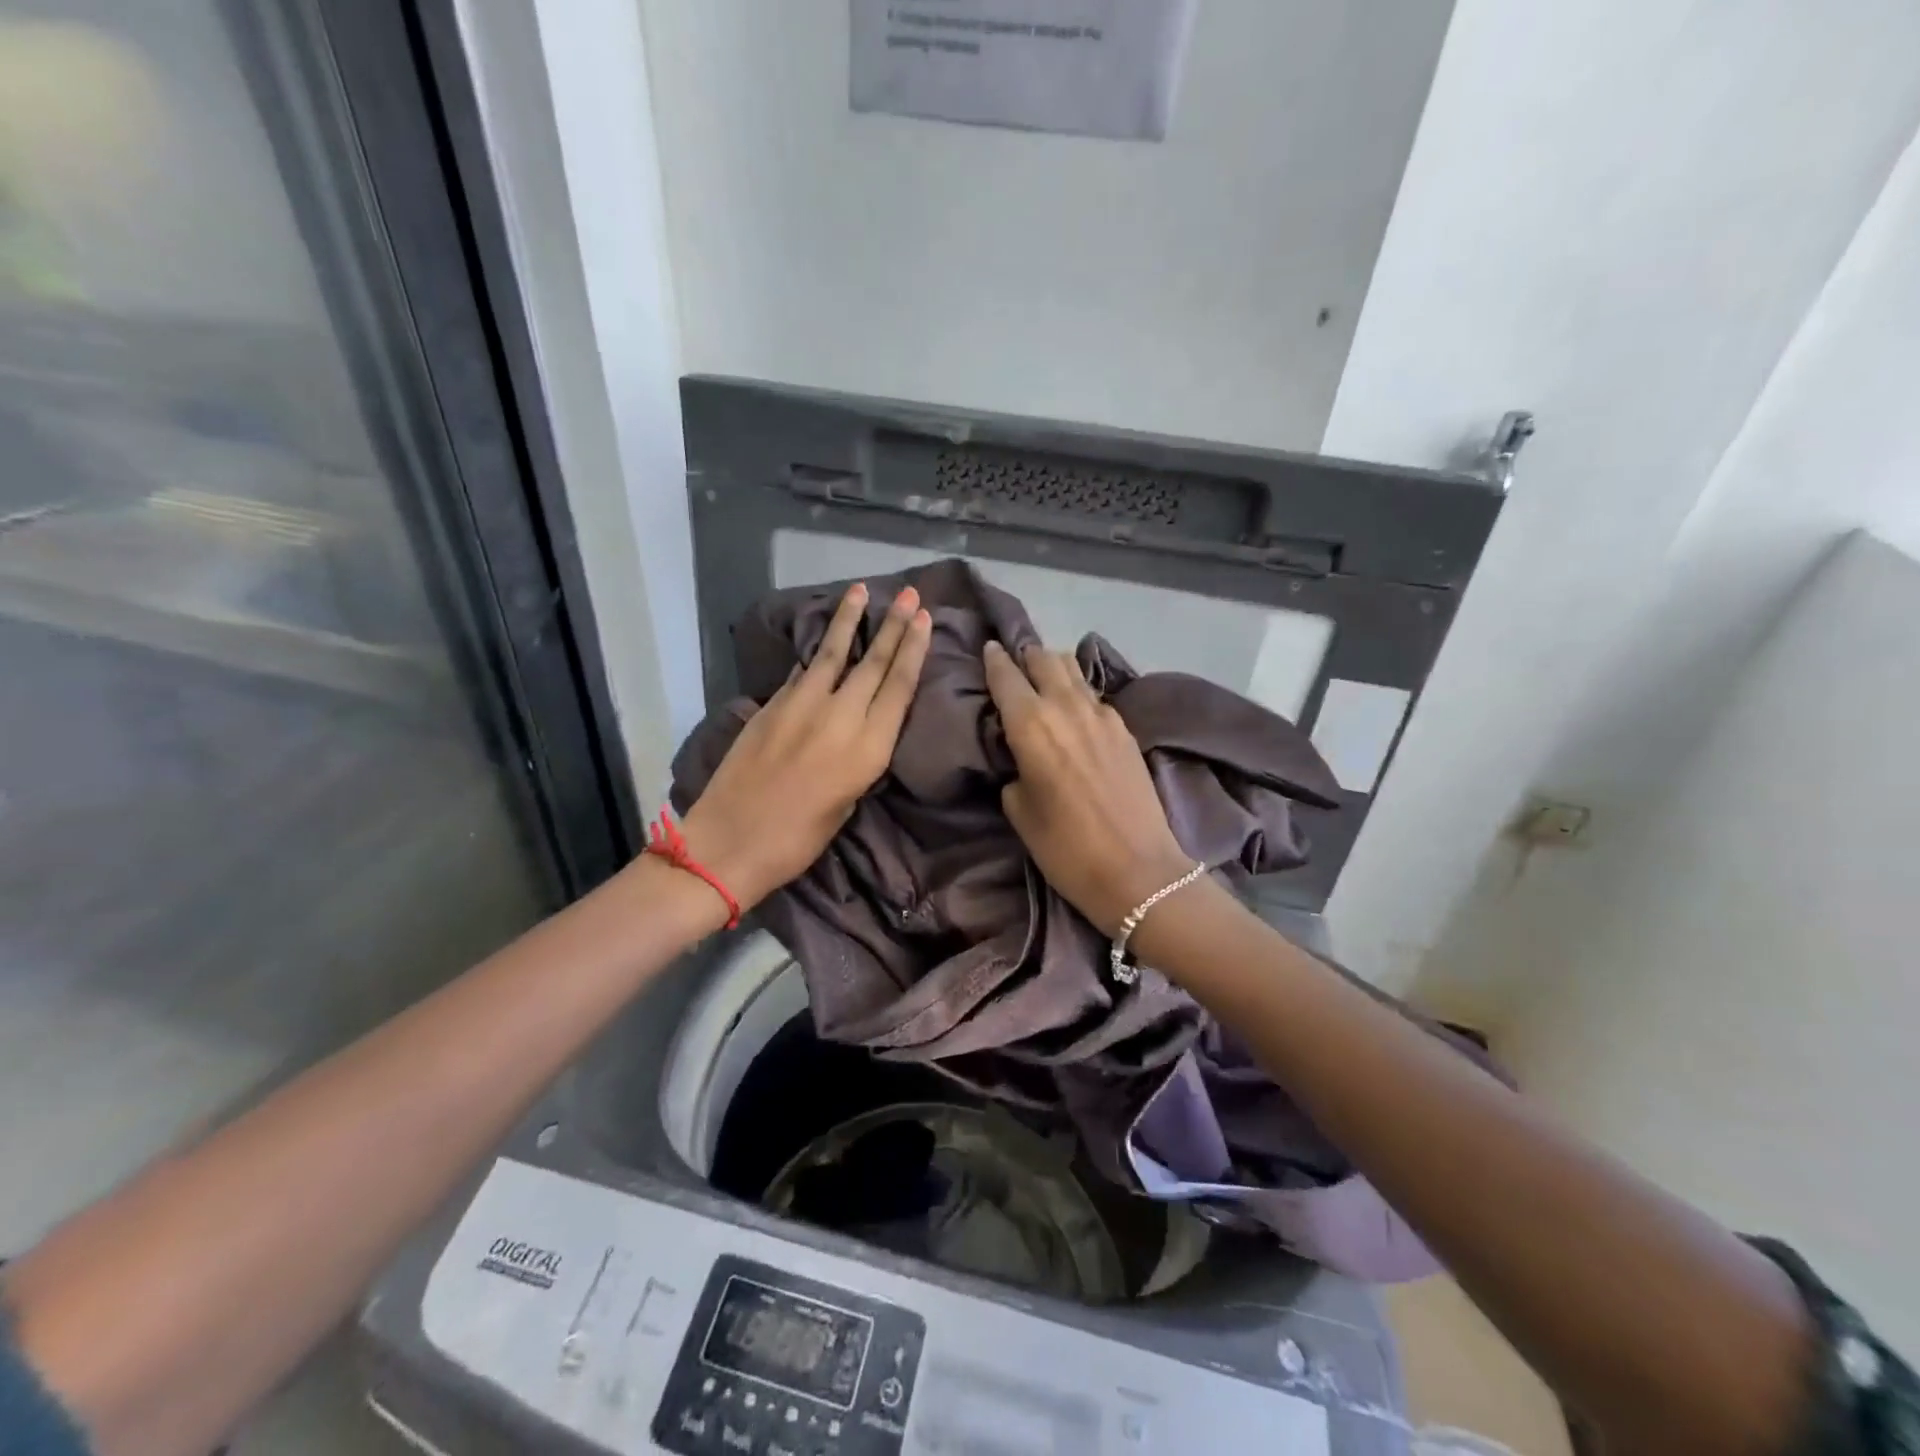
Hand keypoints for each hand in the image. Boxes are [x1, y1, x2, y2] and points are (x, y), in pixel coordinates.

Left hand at [682, 583, 931, 911]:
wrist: (730, 842)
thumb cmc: (798, 840)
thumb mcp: (847, 803)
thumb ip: (859, 758)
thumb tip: (859, 726)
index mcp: (868, 748)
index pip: (899, 686)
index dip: (914, 649)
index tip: (924, 618)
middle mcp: (840, 717)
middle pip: (874, 662)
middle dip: (894, 625)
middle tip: (909, 594)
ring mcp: (801, 706)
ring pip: (833, 654)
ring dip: (850, 620)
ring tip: (862, 591)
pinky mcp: (771, 705)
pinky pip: (802, 672)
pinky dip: (817, 654)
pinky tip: (823, 642)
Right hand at [983, 639, 1195, 936]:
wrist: (1139, 870)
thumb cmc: (1067, 848)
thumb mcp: (1020, 812)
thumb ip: (1015, 772)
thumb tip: (1022, 759)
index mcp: (1031, 725)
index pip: (1006, 675)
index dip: (994, 660)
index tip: (987, 649)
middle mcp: (1066, 707)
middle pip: (1043, 659)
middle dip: (1025, 656)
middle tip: (1013, 662)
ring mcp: (1102, 714)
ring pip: (1073, 669)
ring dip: (1053, 666)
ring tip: (1043, 675)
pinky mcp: (1125, 729)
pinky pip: (1094, 694)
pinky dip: (1078, 690)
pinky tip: (1074, 706)